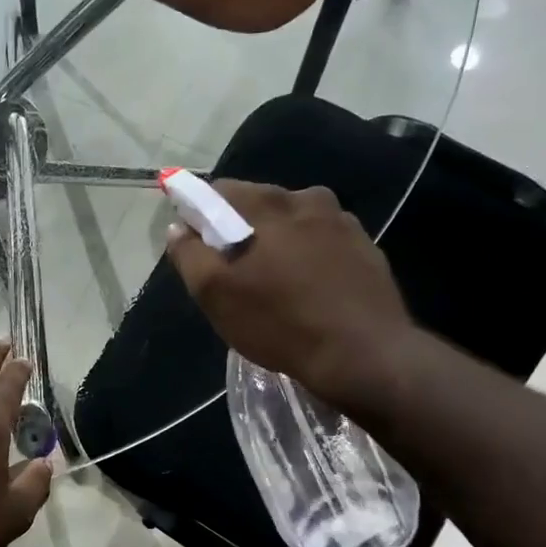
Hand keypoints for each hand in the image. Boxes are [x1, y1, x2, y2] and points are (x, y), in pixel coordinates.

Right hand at [164, 179, 416, 404]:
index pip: (218, 191)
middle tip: (235, 276)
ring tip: (274, 287)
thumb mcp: (216, 295)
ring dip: (277, 244)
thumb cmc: (280, 323)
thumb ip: (190, 255)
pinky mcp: (366, 248)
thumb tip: (179, 229)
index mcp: (268, 203)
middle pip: (258, 206)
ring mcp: (343, 222)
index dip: (200, 216)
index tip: (199, 249)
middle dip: (240, 232)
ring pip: (293, 224)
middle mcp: (308, 199)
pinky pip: (322, 243)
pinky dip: (308, 258)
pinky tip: (308, 293)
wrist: (364, 355)